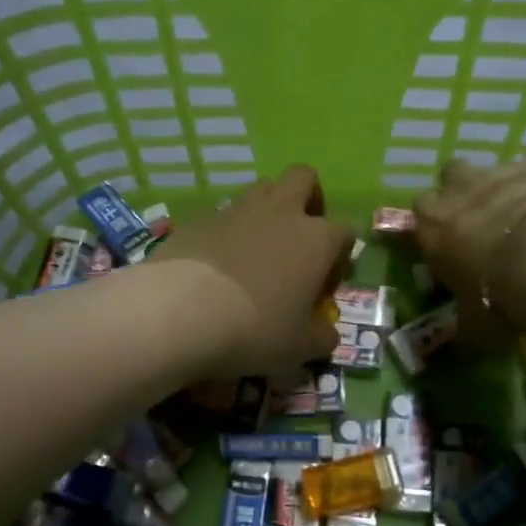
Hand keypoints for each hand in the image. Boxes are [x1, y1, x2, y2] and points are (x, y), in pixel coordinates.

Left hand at [148, 166, 354, 375]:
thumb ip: (321, 336)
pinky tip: (217, 260)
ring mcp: (237, 210)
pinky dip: (227, 230)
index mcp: (316, 239)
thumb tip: (326, 333)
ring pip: (262, 187)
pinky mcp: (199, 218)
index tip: (327, 281)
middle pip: (304, 178)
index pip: (344, 231)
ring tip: (258, 247)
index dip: (340, 254)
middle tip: (300, 235)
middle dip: (308, 198)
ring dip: (268, 208)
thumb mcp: (299, 347)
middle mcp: (281, 212)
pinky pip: (222, 214)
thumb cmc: (255, 329)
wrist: (180, 311)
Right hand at [414, 158, 525, 342]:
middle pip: (452, 175)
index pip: (420, 210)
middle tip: (483, 218)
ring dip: (506, 187)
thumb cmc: (498, 295)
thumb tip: (463, 337)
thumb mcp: (474, 323)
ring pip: (498, 169)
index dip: (434, 222)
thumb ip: (465, 322)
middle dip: (464, 190)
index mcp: (433, 225)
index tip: (448, 240)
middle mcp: (461, 189)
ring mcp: (504, 170)